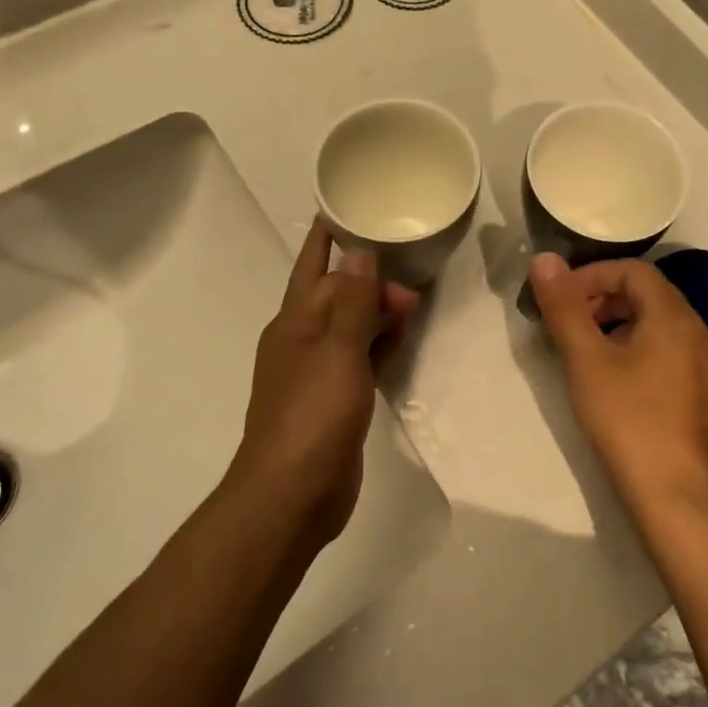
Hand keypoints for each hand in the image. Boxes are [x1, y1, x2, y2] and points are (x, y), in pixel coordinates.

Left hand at [228, 219, 419, 544]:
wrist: (293, 494)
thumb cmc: (312, 415)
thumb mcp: (338, 352)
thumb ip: (353, 303)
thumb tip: (359, 253)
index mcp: (294, 323)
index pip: (313, 267)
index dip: (326, 239)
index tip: (343, 211)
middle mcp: (303, 341)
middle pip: (338, 296)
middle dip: (370, 281)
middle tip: (411, 281)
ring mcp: (319, 372)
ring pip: (352, 327)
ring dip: (378, 312)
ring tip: (414, 302)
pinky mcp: (336, 400)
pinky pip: (361, 359)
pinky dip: (380, 345)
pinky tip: (403, 338)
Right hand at [528, 254, 707, 515]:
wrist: (677, 497)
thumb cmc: (628, 419)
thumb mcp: (586, 360)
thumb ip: (564, 306)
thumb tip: (545, 258)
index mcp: (674, 316)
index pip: (632, 271)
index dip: (592, 276)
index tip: (561, 300)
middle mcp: (700, 332)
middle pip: (649, 295)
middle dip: (605, 301)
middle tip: (571, 326)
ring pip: (661, 326)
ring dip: (622, 326)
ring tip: (590, 355)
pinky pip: (673, 354)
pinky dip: (642, 351)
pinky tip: (622, 385)